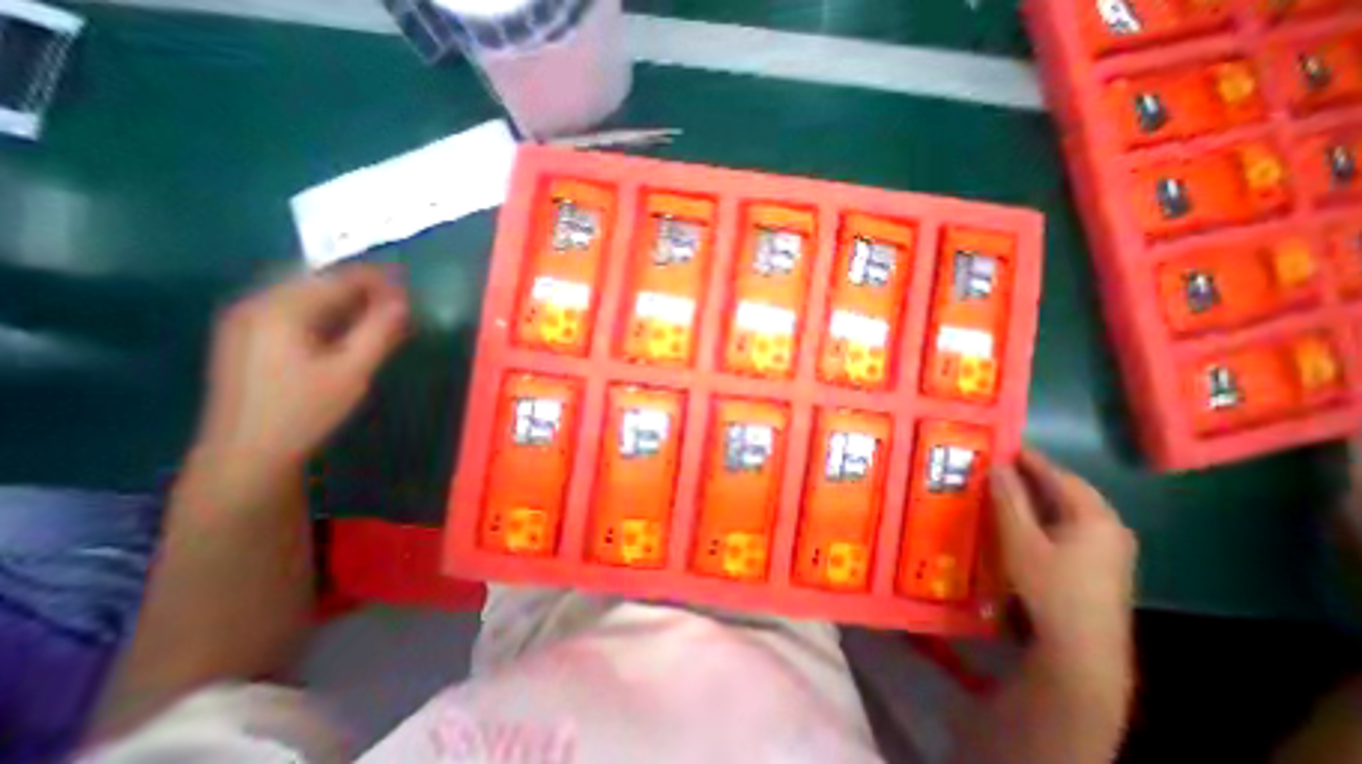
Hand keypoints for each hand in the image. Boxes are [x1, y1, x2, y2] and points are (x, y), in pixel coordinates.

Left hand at [195, 269, 407, 470]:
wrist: (246, 452)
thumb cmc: (305, 410)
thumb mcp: (352, 371)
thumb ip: (380, 331)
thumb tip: (404, 301)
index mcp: (281, 309)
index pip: (336, 278)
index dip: (376, 278)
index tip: (409, 286)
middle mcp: (257, 304)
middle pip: (318, 281)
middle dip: (362, 287)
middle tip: (398, 302)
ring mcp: (246, 320)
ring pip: (306, 295)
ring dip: (346, 299)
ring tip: (381, 313)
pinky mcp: (247, 337)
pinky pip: (294, 310)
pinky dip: (327, 312)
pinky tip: (347, 328)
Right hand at [993, 451, 1139, 666]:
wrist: (1082, 648)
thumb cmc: (1048, 586)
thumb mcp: (1019, 538)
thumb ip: (1008, 498)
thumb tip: (996, 464)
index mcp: (1095, 517)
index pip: (1059, 475)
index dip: (1029, 458)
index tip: (1002, 445)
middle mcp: (1111, 527)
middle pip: (1070, 489)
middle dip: (1036, 474)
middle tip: (1001, 464)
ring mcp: (1112, 548)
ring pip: (1072, 507)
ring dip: (1041, 493)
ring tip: (1009, 486)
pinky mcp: (1104, 563)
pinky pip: (1074, 524)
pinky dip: (1049, 512)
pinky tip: (1028, 518)